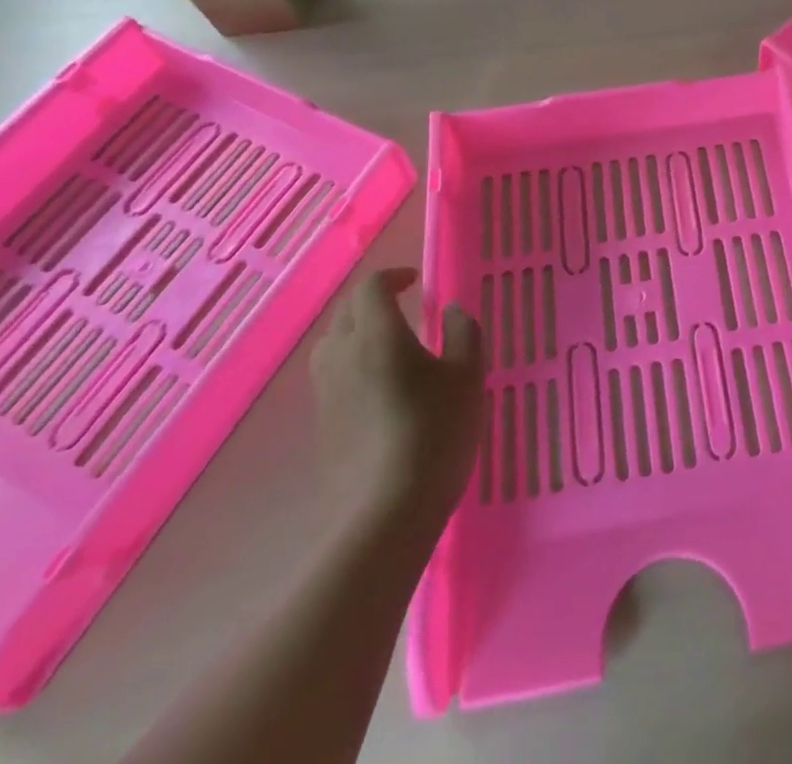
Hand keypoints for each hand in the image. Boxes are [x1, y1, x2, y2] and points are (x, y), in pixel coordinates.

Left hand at [310, 269, 484, 532]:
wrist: (386, 513)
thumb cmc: (434, 432)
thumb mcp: (468, 376)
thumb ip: (463, 333)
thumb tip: (452, 311)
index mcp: (377, 333)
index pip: (371, 286)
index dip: (393, 276)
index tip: (416, 283)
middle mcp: (342, 355)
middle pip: (346, 311)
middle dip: (373, 301)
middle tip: (404, 308)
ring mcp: (326, 392)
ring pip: (333, 344)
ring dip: (358, 332)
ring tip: (391, 345)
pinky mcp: (323, 425)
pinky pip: (333, 376)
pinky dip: (353, 365)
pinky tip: (381, 388)